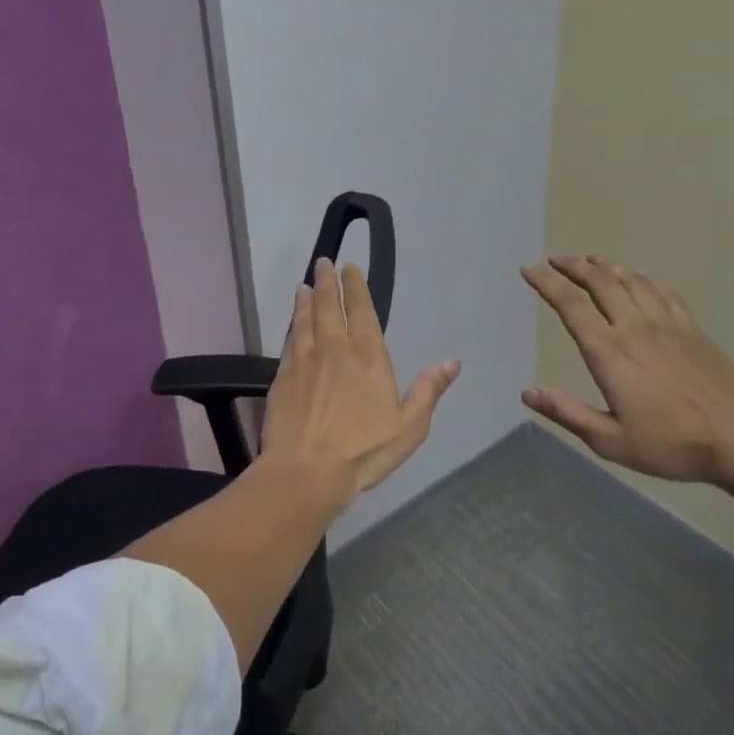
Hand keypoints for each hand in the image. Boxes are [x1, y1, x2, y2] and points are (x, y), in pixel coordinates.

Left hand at [260, 258, 460, 511]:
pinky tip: (291, 325)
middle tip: (323, 262)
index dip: (353, 285)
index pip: (359, 309)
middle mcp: (333, 348)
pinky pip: (288, 341)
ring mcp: (303, 360)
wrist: (305, 472)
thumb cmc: (363, 451)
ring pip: (304, 319)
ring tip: (303, 285)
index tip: (348, 267)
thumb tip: (451, 362)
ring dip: (304, 300)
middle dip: (325, 281)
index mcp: (366, 355)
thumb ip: (428, 391)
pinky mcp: (282, 377)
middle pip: (327, 305)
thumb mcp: (409, 427)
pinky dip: (291, 326)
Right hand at [521, 255, 733, 483]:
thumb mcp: (610, 441)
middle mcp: (635, 327)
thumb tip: (528, 391)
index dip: (546, 283)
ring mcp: (668, 324)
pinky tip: (639, 275)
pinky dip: (644, 277)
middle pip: (600, 281)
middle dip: (573, 265)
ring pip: (631, 280)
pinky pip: (663, 291)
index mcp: (609, 352)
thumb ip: (567, 413)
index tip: (528, 269)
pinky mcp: (693, 329)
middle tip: (555, 259)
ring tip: (590, 259)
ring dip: (606, 265)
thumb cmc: (672, 445)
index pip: (570, 305)